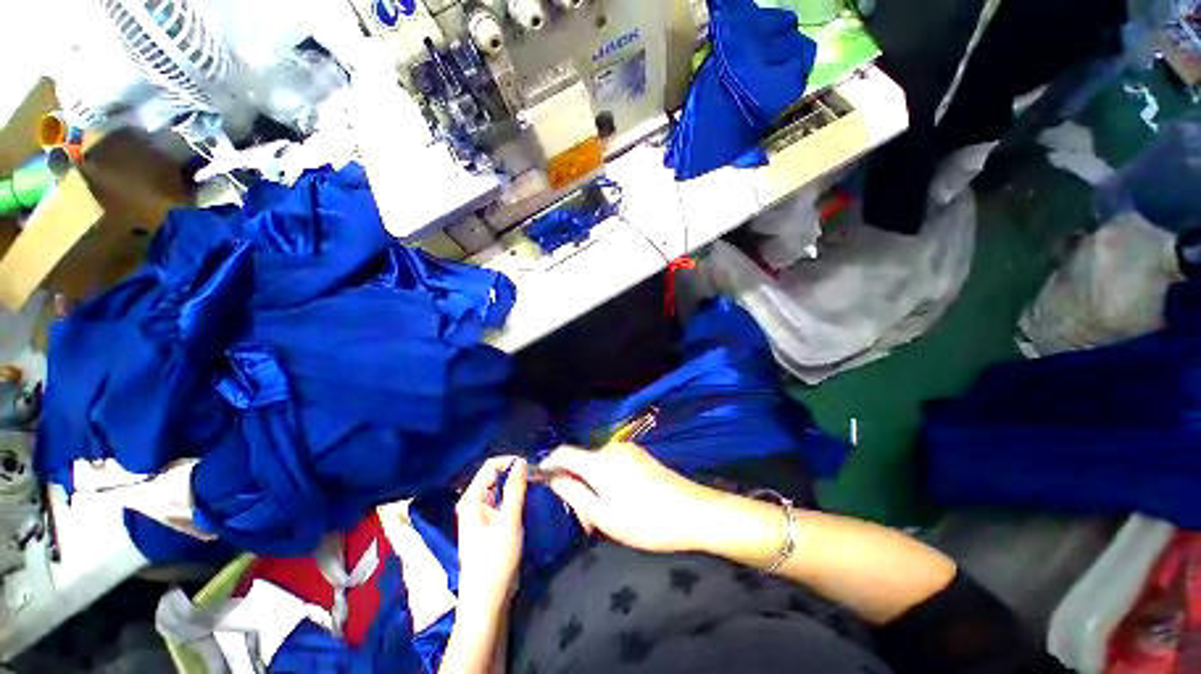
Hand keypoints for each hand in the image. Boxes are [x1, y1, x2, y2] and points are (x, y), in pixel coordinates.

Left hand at [455, 456, 526, 616]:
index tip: (532, 467)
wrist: (486, 602)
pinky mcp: (487, 525)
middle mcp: (472, 503)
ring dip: (515, 486)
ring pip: (499, 489)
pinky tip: (526, 502)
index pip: (491, 466)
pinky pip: (500, 502)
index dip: (511, 462)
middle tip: (536, 478)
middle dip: (514, 473)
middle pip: (494, 476)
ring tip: (535, 488)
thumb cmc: (495, 561)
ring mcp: (479, 515)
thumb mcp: (509, 521)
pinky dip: (513, 499)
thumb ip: (515, 489)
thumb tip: (521, 461)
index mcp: (471, 499)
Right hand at [540, 443, 721, 553]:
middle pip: (582, 461)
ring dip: (594, 486)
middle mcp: (612, 448)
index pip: (564, 452)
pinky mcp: (641, 456)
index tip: (543, 480)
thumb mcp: (603, 515)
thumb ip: (574, 493)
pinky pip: (614, 465)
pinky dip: (608, 481)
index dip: (550, 463)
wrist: (692, 512)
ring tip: (604, 517)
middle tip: (585, 520)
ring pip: (599, 465)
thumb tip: (554, 478)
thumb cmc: (644, 520)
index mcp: (599, 461)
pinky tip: (621, 503)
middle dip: (577, 485)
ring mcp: (629, 450)